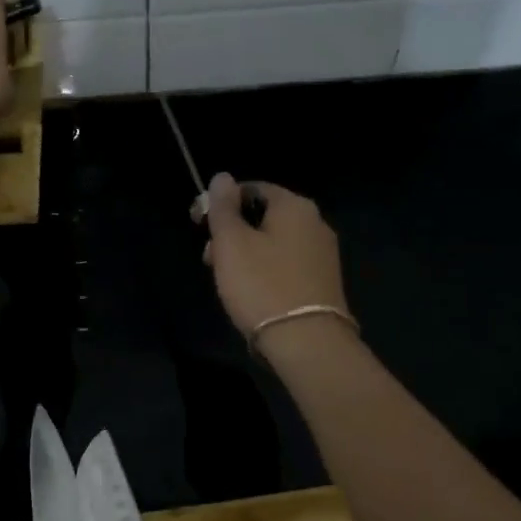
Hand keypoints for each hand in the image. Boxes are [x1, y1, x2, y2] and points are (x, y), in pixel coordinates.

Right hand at [200, 173, 349, 342]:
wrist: (307, 343)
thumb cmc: (262, 285)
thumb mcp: (231, 242)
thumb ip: (223, 206)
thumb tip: (222, 177)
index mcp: (295, 206)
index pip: (250, 189)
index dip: (219, 203)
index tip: (198, 225)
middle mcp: (315, 223)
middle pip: (262, 215)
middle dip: (231, 232)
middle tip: (209, 258)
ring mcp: (322, 254)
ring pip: (273, 241)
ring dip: (245, 253)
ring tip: (226, 280)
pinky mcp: (323, 281)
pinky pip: (286, 263)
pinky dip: (265, 270)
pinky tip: (251, 293)